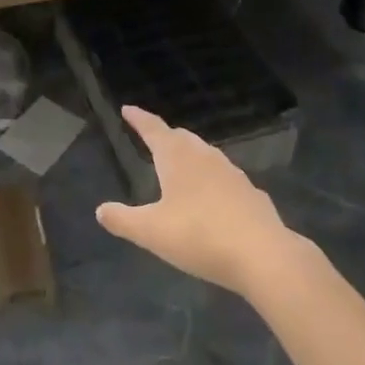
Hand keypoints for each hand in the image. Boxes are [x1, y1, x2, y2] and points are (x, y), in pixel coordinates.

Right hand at [95, 106, 292, 295]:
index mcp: (176, 157)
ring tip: (180, 164)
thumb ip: (123, 220)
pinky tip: (213, 196)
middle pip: (181, 137)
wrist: (264, 255)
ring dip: (190, 154)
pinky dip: (212, 179)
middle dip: (165, 135)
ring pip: (205, 154)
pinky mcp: (251, 193)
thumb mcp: (152, 232)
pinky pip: (224, 177)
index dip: (139, 119)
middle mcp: (204, 156)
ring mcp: (231, 173)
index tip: (127, 109)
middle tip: (153, 137)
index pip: (153, 129)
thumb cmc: (199, 236)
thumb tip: (100, 210)